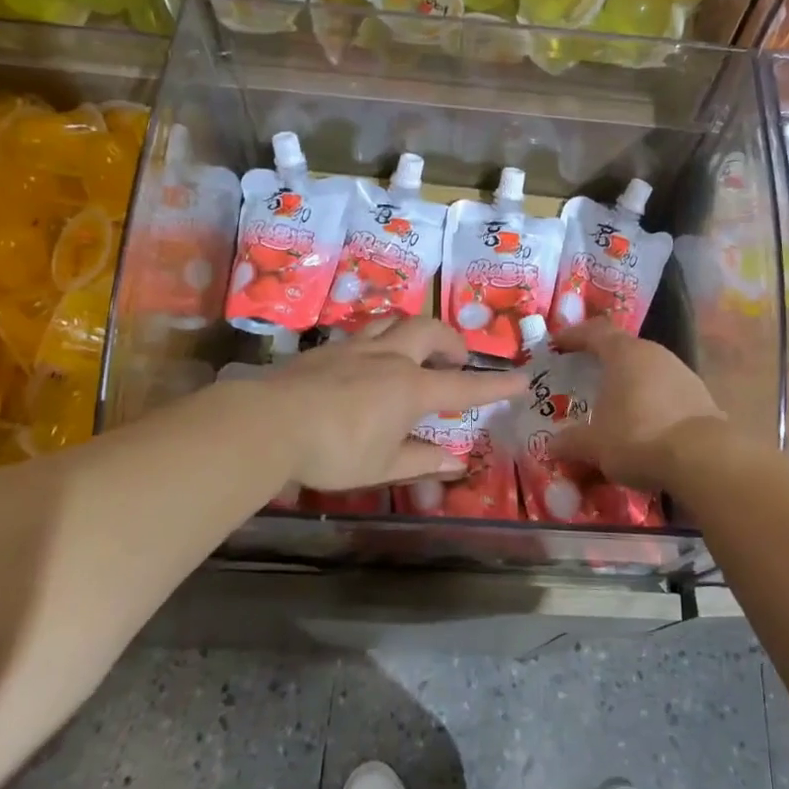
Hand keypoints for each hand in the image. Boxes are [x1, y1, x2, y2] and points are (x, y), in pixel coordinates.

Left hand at [255, 317, 525, 490]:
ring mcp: (354, 348)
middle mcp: (388, 358)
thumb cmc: (333, 451)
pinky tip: (367, 362)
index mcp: (410, 388)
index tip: (521, 378)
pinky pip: (362, 333)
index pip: (463, 385)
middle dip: (449, 340)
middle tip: (455, 357)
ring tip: (414, 349)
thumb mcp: (382, 466)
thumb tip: (456, 461)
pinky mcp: (325, 350)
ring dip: (413, 330)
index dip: (495, 384)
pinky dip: (379, 340)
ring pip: (392, 322)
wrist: (268, 423)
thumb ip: (420, 460)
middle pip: (428, 330)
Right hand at [549, 320, 725, 490]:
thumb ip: (570, 441)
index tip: (557, 344)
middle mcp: (655, 354)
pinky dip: (651, 404)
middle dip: (603, 362)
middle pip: (624, 350)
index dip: (574, 336)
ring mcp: (682, 373)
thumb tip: (551, 446)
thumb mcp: (594, 444)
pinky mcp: (701, 397)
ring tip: (614, 407)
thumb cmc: (637, 437)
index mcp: (625, 353)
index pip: (595, 332)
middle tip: (584, 377)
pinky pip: (666, 394)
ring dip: (629, 385)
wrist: (702, 458)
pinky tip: (644, 426)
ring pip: (647, 372)